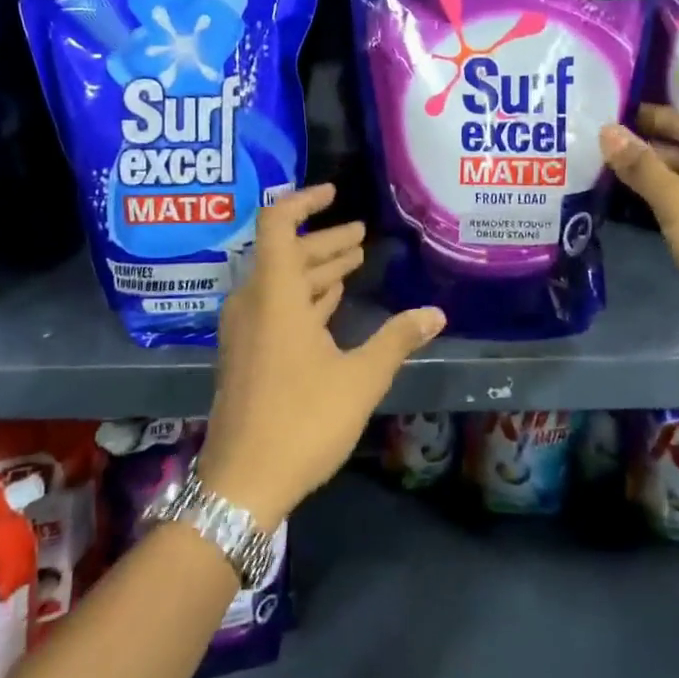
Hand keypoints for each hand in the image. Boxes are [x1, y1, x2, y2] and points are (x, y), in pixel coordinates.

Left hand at [198, 185, 444, 527]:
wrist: (243, 483)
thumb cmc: (303, 421)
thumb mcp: (360, 378)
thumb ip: (397, 340)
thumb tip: (435, 313)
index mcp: (274, 296)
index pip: (277, 225)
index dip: (304, 202)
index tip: (334, 193)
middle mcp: (253, 304)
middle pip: (284, 254)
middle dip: (324, 242)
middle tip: (360, 236)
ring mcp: (245, 332)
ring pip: (280, 284)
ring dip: (315, 271)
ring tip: (352, 263)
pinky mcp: (246, 356)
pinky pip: (275, 309)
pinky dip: (303, 298)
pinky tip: (329, 303)